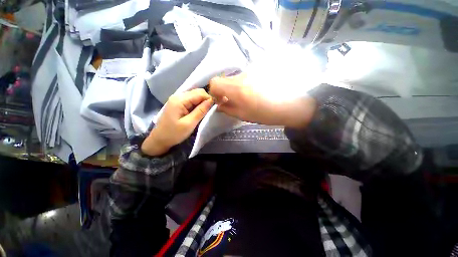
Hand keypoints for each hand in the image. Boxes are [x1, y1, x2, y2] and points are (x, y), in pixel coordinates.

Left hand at [141, 89, 213, 155]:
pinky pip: (190, 100)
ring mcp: (177, 99)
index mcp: (180, 100)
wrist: (159, 139)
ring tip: (205, 112)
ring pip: (194, 96)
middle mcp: (178, 96)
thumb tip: (211, 100)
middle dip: (206, 99)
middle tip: (210, 110)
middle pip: (197, 92)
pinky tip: (198, 111)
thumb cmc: (174, 133)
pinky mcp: (178, 103)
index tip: (215, 107)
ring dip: (202, 102)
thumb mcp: (189, 123)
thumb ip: (201, 111)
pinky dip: (197, 104)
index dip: (209, 98)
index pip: (199, 93)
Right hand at [209, 73, 316, 128]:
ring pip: (235, 78)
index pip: (214, 82)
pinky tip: (254, 92)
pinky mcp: (259, 70)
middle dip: (224, 91)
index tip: (220, 100)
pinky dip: (244, 84)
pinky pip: (245, 77)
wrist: (292, 104)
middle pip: (224, 79)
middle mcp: (242, 76)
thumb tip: (219, 105)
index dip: (213, 92)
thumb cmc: (266, 114)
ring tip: (246, 97)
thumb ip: (228, 109)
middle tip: (232, 101)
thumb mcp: (244, 115)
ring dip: (235, 88)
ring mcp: (251, 71)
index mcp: (237, 89)